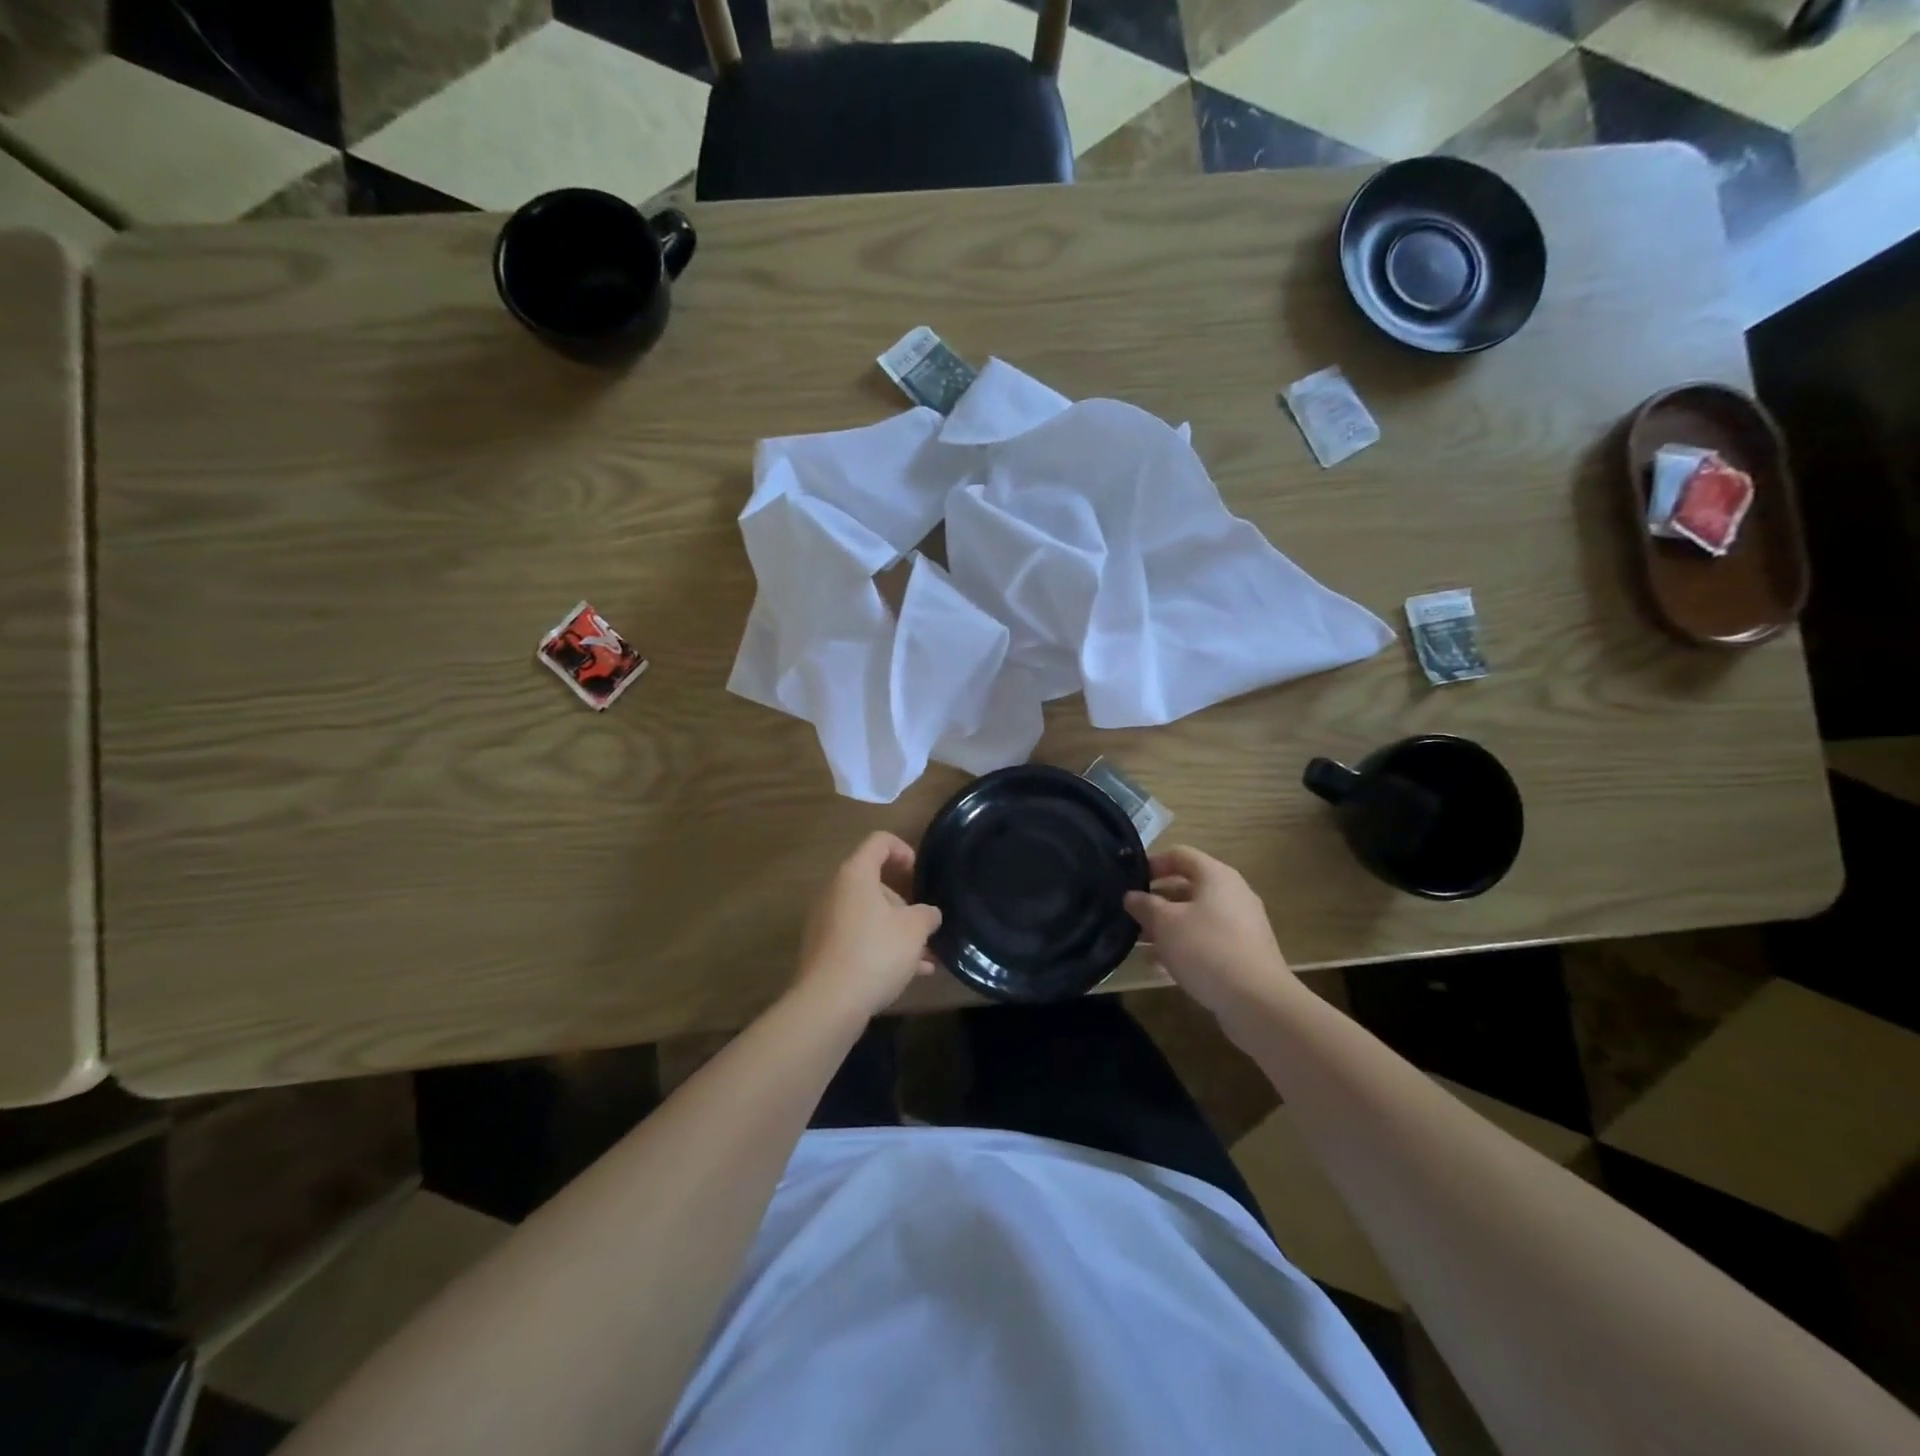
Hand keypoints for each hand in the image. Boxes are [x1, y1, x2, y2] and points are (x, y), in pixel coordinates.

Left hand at [793, 832, 942, 1020]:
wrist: (828, 1003)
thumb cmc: (876, 952)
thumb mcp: (915, 930)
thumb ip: (927, 914)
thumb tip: (928, 914)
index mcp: (855, 874)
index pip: (879, 842)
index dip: (903, 850)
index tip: (920, 873)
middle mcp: (836, 892)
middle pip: (874, 883)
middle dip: (905, 903)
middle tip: (925, 925)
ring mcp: (826, 923)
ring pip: (869, 916)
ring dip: (897, 931)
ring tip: (927, 956)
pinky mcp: (824, 951)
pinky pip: (859, 940)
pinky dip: (882, 949)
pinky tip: (910, 974)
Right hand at [1124, 845, 1291, 1021]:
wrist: (1257, 1001)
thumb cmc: (1206, 949)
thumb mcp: (1165, 923)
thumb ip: (1145, 905)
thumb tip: (1132, 896)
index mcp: (1215, 876)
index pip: (1179, 855)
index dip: (1152, 864)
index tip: (1129, 882)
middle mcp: (1232, 893)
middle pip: (1187, 886)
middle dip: (1157, 901)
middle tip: (1131, 916)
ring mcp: (1241, 924)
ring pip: (1196, 916)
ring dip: (1168, 927)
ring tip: (1140, 944)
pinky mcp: (1244, 953)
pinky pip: (1207, 940)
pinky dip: (1185, 946)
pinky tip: (1163, 966)